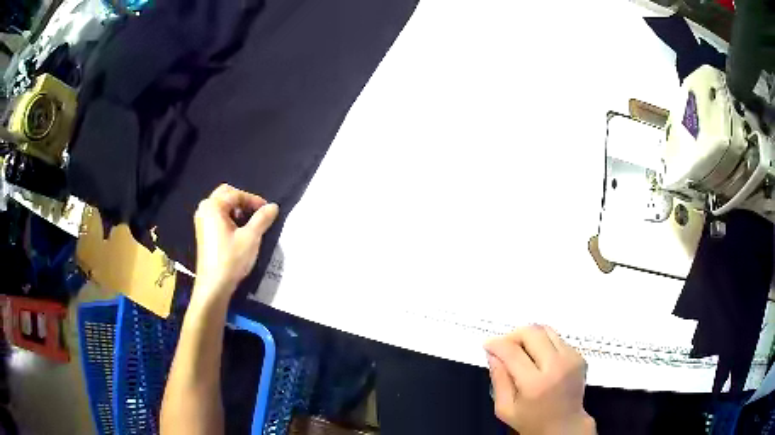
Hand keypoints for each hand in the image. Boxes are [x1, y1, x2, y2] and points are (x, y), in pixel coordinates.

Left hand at [193, 184, 278, 301]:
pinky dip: (229, 219)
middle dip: (243, 202)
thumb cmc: (231, 259)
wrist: (214, 286)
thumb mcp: (251, 238)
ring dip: (236, 210)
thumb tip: (273, 206)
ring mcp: (202, 221)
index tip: (268, 210)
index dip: (254, 200)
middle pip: (226, 195)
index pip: (236, 194)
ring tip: (250, 224)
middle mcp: (204, 209)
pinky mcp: (203, 233)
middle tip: (257, 213)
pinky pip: (217, 217)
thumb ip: (262, 219)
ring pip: (221, 206)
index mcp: (213, 206)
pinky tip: (239, 232)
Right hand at [485, 326, 594, 434]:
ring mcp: (571, 359)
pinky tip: (538, 359)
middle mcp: (557, 367)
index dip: (497, 344)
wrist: (565, 426)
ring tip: (520, 351)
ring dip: (529, 336)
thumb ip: (498, 379)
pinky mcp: (579, 356)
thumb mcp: (505, 408)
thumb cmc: (532, 422)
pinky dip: (543, 344)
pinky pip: (557, 339)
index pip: (513, 352)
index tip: (488, 344)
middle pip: (532, 333)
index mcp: (535, 384)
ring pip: (546, 330)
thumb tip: (493, 354)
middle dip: (513, 335)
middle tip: (503, 346)